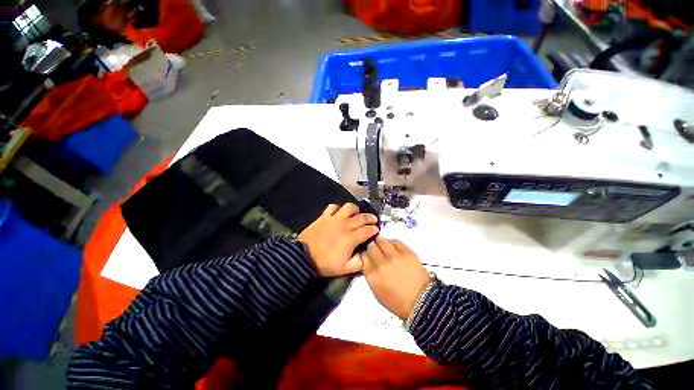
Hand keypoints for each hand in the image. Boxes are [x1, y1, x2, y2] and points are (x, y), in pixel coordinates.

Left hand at [298, 203, 378, 276]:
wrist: (303, 257)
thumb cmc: (324, 264)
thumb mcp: (344, 269)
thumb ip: (358, 263)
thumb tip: (366, 256)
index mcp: (351, 238)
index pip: (367, 230)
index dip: (374, 229)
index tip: (376, 230)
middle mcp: (345, 225)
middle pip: (361, 217)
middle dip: (370, 218)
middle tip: (373, 220)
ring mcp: (334, 219)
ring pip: (349, 207)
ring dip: (355, 210)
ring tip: (356, 213)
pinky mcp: (324, 216)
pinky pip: (333, 206)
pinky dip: (338, 208)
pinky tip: (339, 212)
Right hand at [362, 236, 430, 319]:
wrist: (421, 302)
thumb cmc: (398, 302)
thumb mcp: (377, 291)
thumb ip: (370, 274)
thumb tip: (368, 262)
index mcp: (372, 274)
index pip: (363, 255)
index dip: (365, 253)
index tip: (367, 254)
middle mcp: (381, 263)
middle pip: (371, 246)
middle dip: (372, 246)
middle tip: (375, 248)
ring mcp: (394, 256)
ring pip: (382, 240)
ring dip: (381, 242)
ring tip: (383, 245)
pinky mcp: (406, 252)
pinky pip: (395, 241)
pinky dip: (392, 243)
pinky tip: (393, 247)